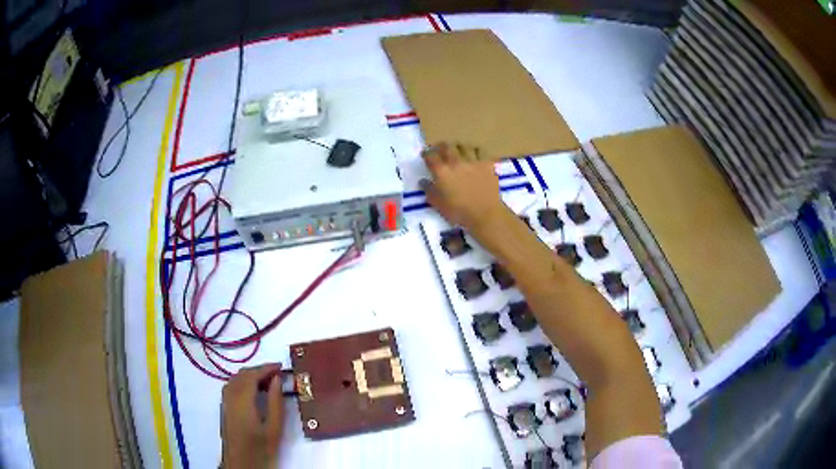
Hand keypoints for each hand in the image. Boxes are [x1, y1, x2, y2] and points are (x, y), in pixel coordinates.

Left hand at [221, 364, 284, 468]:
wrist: (241, 463)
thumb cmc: (260, 449)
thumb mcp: (274, 429)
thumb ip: (275, 403)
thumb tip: (277, 380)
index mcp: (242, 401)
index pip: (252, 375)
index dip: (266, 368)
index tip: (281, 367)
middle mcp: (230, 397)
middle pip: (242, 374)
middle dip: (259, 370)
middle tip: (277, 374)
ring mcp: (225, 402)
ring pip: (235, 378)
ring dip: (251, 375)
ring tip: (268, 380)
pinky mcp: (225, 407)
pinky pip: (232, 385)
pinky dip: (243, 381)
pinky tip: (254, 390)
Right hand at [420, 142, 506, 229]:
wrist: (485, 214)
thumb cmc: (459, 212)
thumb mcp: (438, 204)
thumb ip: (429, 190)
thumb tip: (423, 181)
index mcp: (442, 171)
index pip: (430, 156)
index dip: (426, 153)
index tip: (425, 155)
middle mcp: (456, 162)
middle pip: (447, 146)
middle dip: (441, 146)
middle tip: (440, 149)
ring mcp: (473, 161)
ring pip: (464, 146)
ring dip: (458, 147)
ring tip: (458, 151)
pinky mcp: (487, 164)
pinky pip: (481, 152)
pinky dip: (476, 152)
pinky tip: (475, 156)